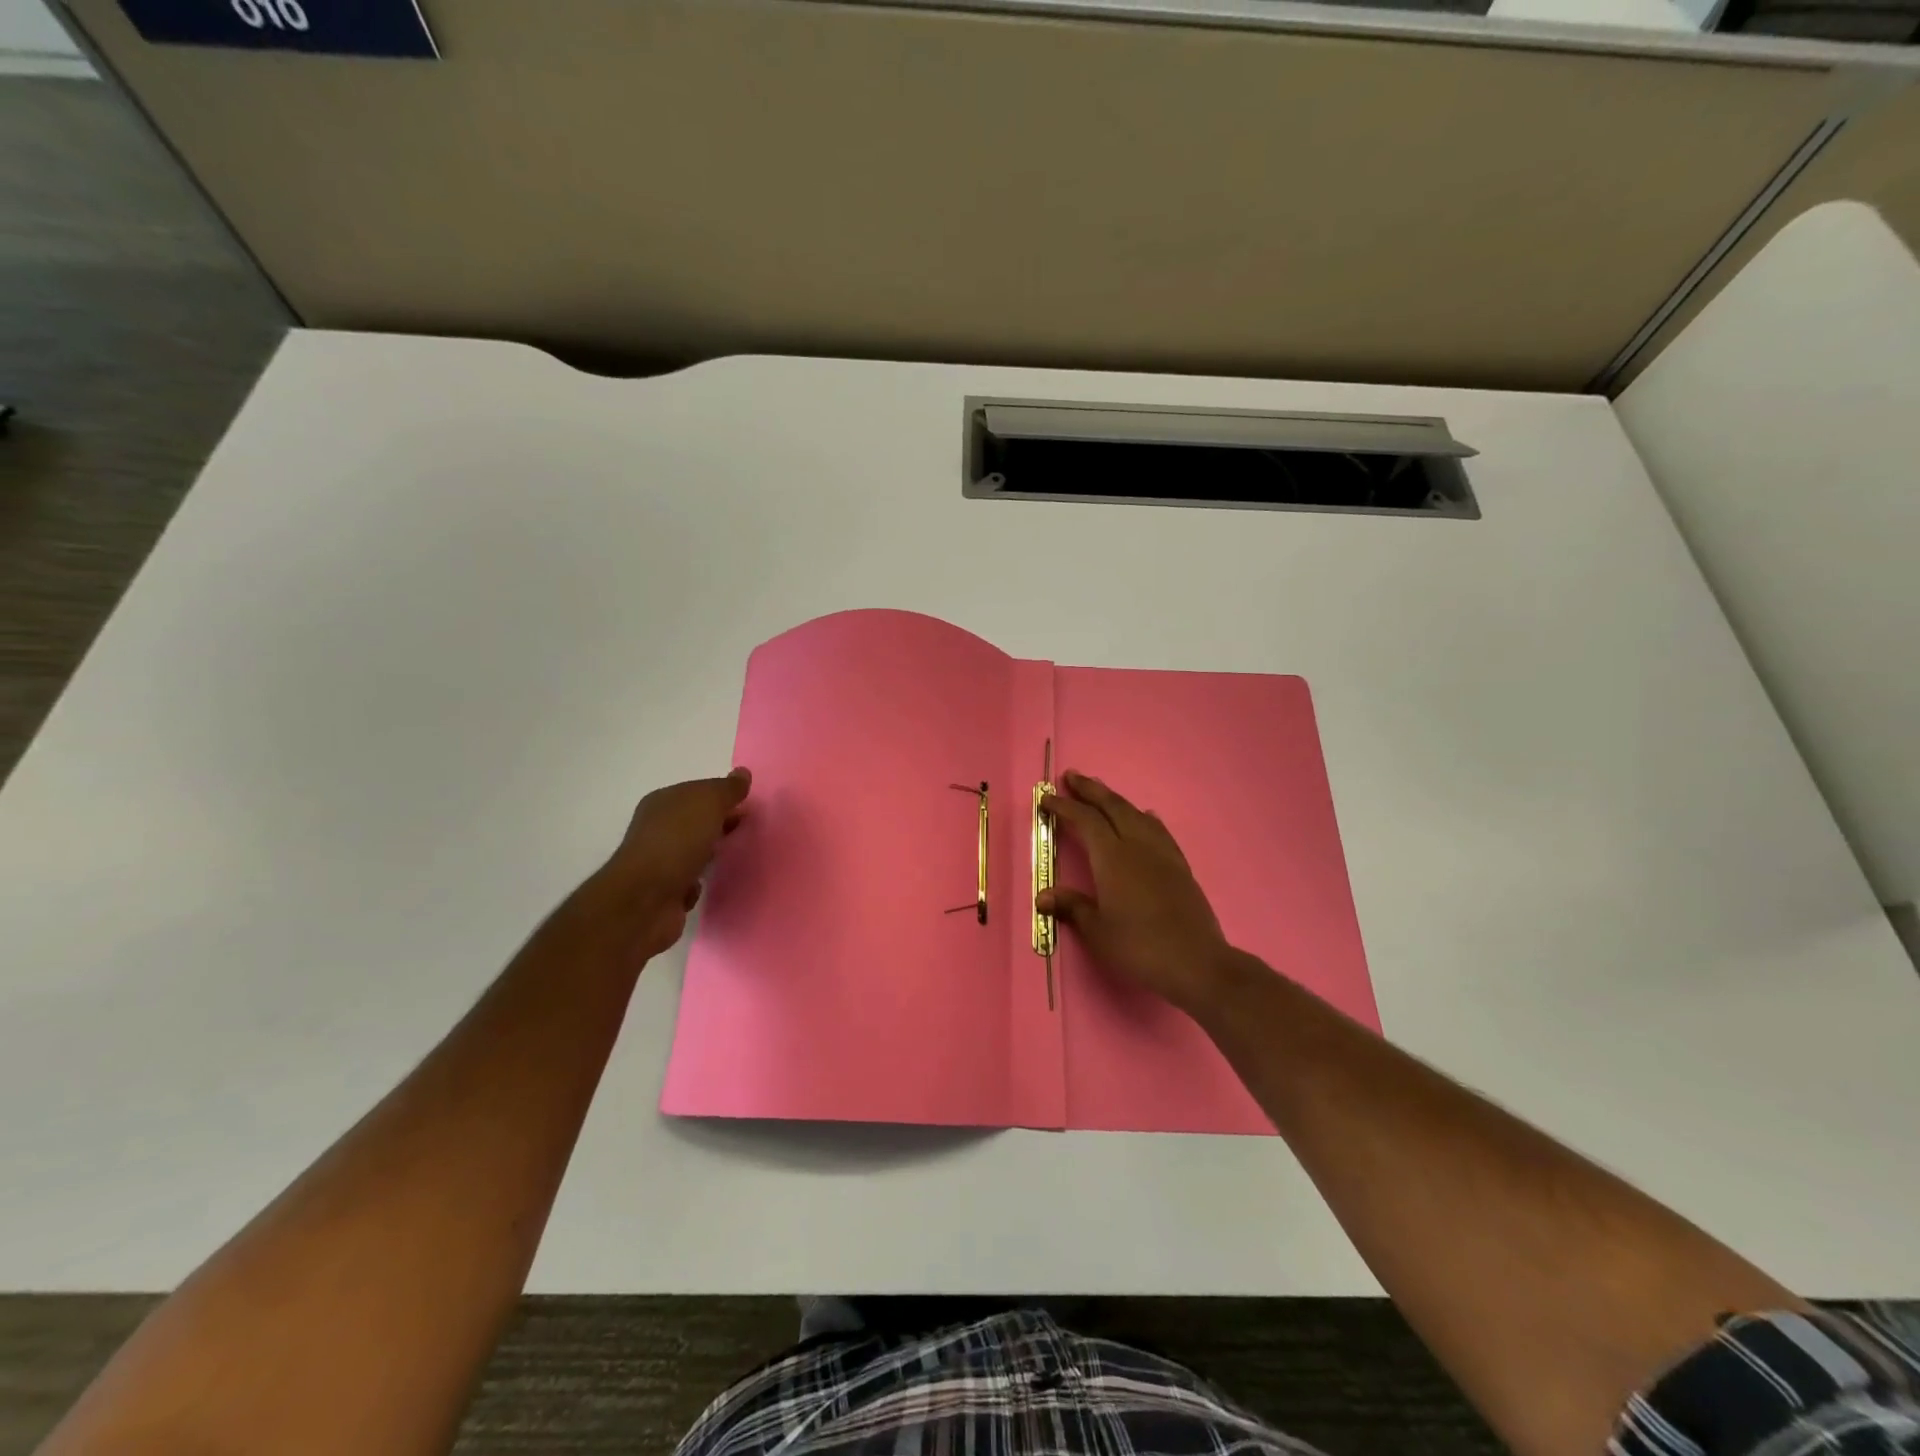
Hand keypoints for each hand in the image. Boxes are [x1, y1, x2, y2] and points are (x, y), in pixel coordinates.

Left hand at [587, 768, 751, 959]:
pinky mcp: (665, 890)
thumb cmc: (677, 842)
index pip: (698, 791)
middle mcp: (657, 828)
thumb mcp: (708, 804)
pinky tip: (711, 882)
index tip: (748, 805)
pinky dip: (700, 881)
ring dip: (712, 852)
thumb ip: (727, 789)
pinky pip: (690, 880)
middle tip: (748, 828)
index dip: (723, 796)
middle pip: (697, 820)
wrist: (646, 899)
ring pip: (694, 850)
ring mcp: (660, 860)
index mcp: (663, 802)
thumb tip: (743, 773)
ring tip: (736, 854)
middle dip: (721, 822)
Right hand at [1039, 771, 1234, 1014]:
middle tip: (1072, 777)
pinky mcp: (1180, 866)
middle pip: (1112, 807)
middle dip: (1090, 790)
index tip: (1046, 799)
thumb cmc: (1140, 947)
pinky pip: (1158, 830)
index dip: (1064, 807)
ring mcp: (1162, 854)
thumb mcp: (1098, 931)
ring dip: (1116, 800)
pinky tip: (1145, 818)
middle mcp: (1137, 846)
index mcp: (1112, 858)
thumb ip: (1072, 907)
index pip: (1085, 821)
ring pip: (1136, 814)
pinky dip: (1144, 818)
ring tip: (1102, 793)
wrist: (1197, 963)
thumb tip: (1043, 896)